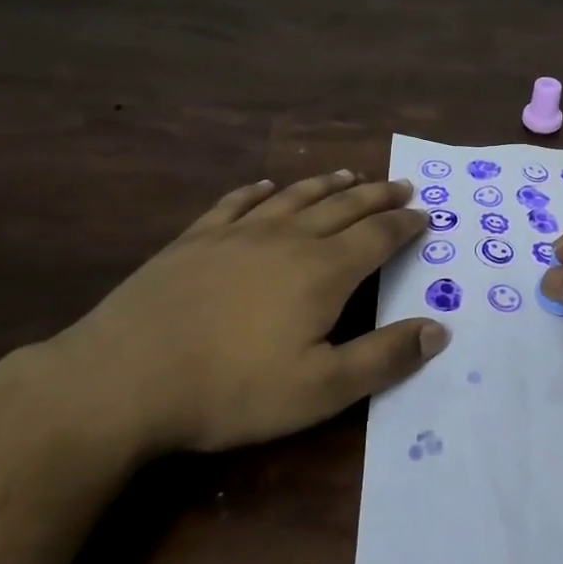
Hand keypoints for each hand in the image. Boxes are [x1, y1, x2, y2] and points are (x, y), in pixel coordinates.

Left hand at [53, 170, 445, 453]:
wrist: (124, 378)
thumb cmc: (232, 388)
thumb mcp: (322, 388)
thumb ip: (384, 357)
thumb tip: (439, 329)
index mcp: (324, 271)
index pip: (378, 236)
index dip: (405, 225)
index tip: (425, 215)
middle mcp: (288, 239)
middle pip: (343, 207)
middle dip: (377, 196)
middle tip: (401, 186)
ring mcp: (237, 234)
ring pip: (295, 197)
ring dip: (327, 185)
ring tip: (349, 174)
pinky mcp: (195, 240)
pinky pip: (236, 203)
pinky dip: (258, 191)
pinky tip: (266, 186)